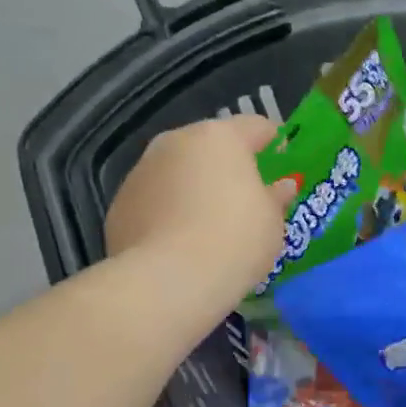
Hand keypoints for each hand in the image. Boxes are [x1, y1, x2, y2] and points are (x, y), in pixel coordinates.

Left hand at [104, 117, 294, 316]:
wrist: (171, 280)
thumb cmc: (236, 239)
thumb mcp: (273, 220)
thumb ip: (276, 196)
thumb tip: (281, 186)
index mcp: (220, 137)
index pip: (256, 126)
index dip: (274, 143)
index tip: (285, 164)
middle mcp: (176, 142)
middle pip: (210, 146)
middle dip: (229, 166)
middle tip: (247, 197)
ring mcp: (141, 171)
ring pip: (178, 171)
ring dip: (195, 187)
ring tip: (211, 224)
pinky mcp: (120, 205)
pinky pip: (155, 200)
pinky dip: (170, 212)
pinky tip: (182, 243)